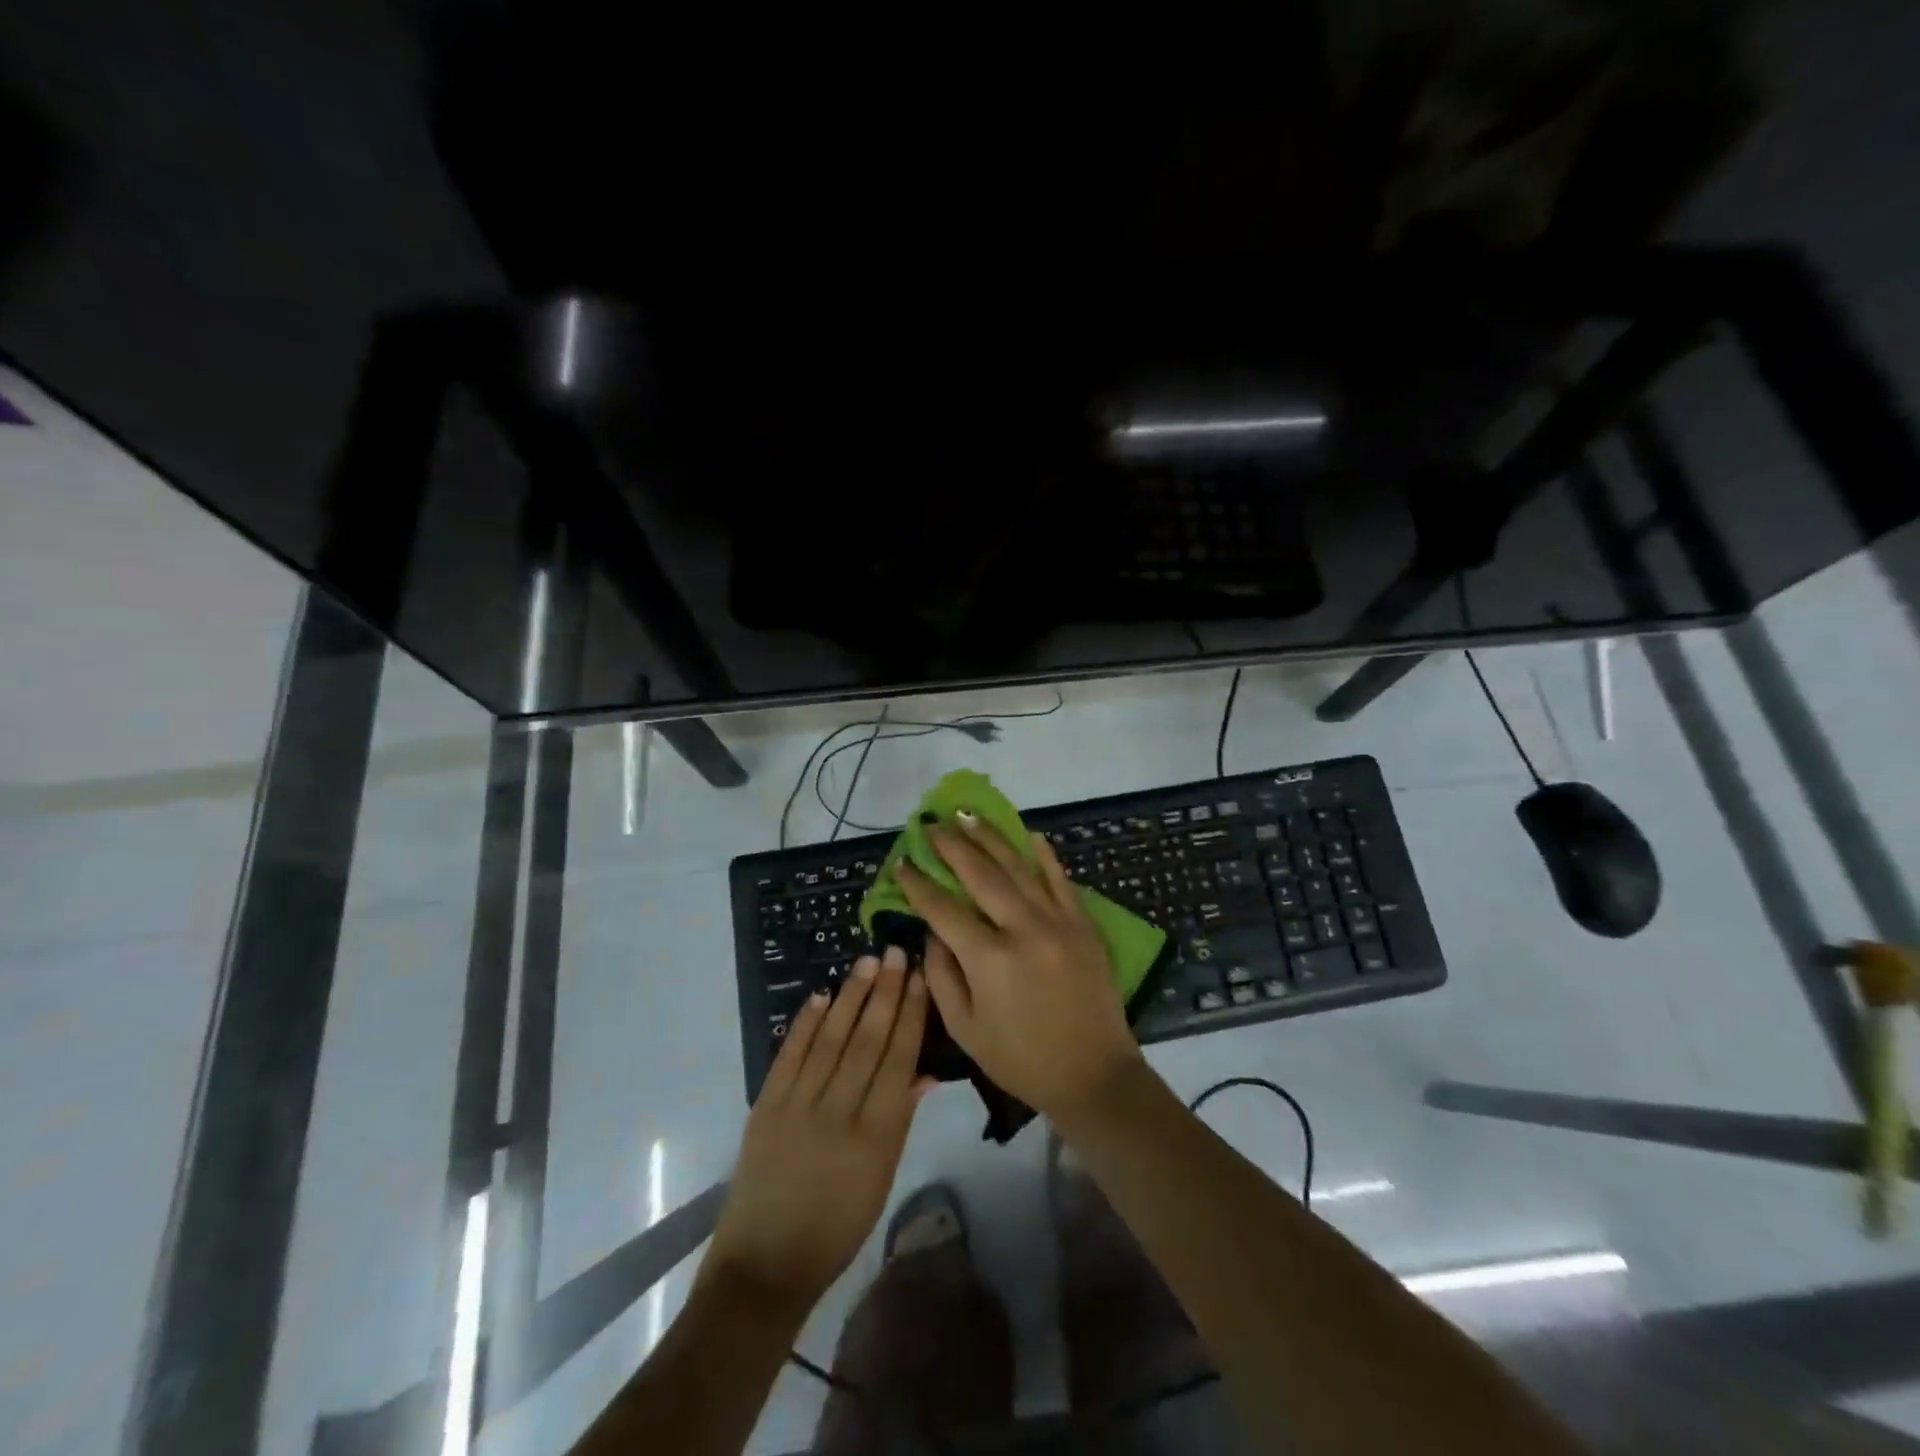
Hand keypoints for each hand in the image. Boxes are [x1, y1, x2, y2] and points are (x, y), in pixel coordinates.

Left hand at [703, 949, 930, 1315]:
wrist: (765, 1263)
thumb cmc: (837, 1226)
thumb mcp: (882, 1178)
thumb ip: (901, 1119)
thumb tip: (924, 1069)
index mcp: (875, 1137)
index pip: (898, 1062)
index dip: (910, 1017)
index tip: (920, 980)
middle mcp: (837, 1114)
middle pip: (866, 1041)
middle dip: (885, 994)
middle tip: (896, 953)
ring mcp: (796, 1108)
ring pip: (830, 1040)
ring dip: (850, 997)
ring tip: (867, 962)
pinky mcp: (765, 1108)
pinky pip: (789, 1056)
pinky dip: (804, 1024)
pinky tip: (820, 996)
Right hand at [896, 816, 1144, 1120]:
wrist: (1094, 1074)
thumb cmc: (1021, 1059)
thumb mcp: (965, 1029)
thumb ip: (941, 975)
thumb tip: (932, 931)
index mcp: (989, 959)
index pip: (943, 909)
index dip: (918, 884)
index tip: (902, 863)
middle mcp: (1023, 929)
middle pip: (980, 874)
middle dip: (952, 846)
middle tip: (932, 824)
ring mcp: (1058, 921)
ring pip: (1019, 867)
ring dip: (991, 838)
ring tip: (968, 815)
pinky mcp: (1083, 924)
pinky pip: (1061, 879)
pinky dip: (1045, 855)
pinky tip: (1030, 834)